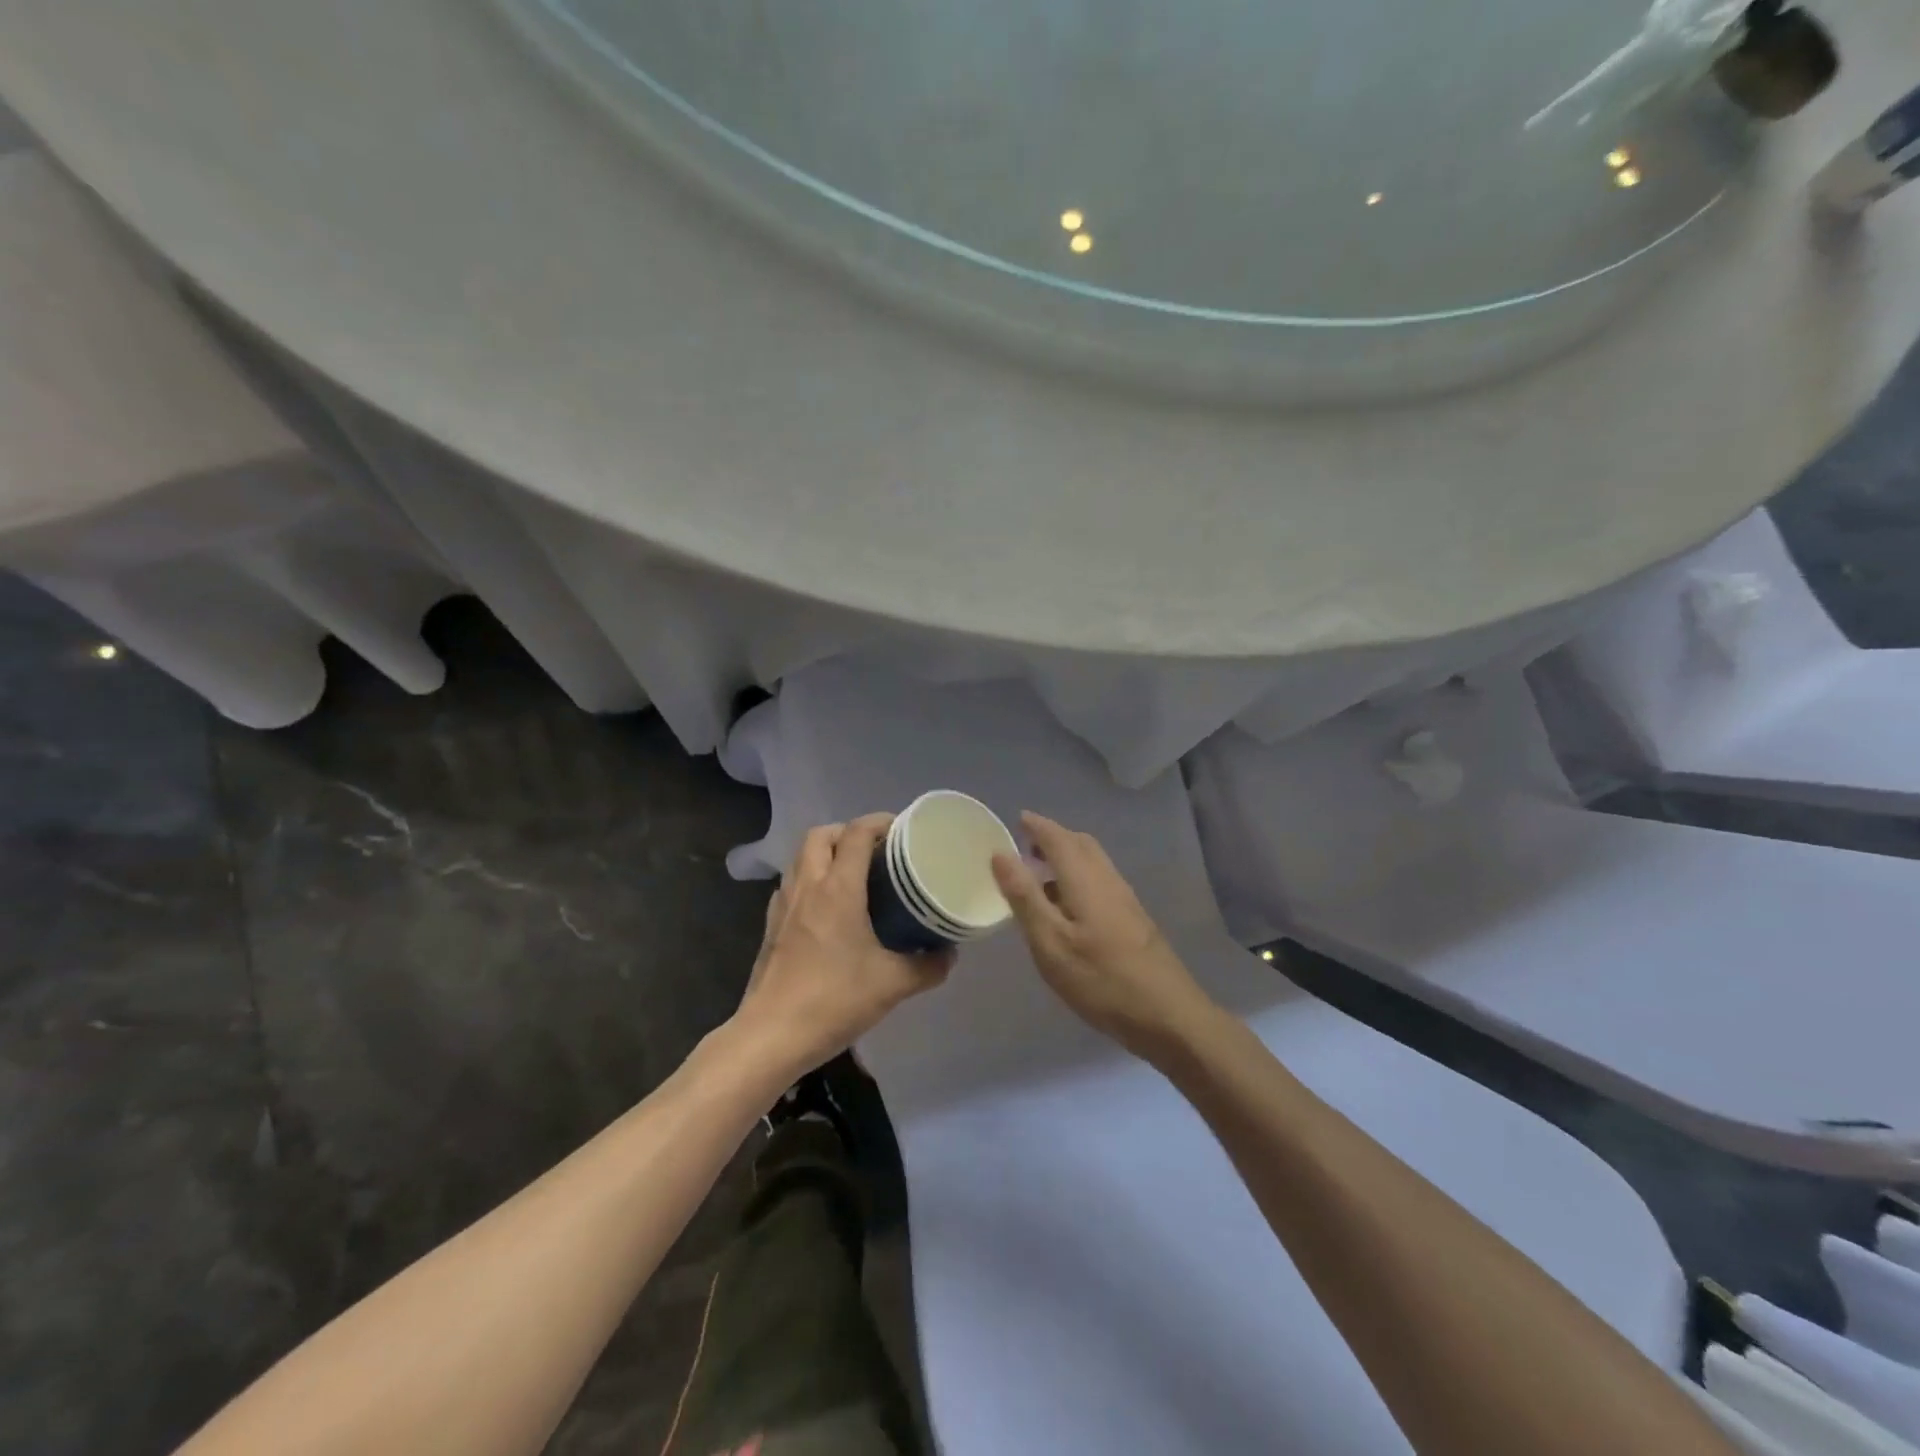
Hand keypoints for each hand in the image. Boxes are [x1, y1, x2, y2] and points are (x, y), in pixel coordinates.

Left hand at [734, 815, 953, 1078]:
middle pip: (821, 835)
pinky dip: (810, 879)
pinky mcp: (771, 926)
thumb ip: (928, 965)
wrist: (772, 1036)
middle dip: (849, 832)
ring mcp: (784, 905)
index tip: (903, 830)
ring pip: (801, 857)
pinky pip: (791, 884)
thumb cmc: (834, 1000)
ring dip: (826, 852)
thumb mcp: (893, 984)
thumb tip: (950, 954)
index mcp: (838, 888)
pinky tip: (827, 907)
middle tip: (876, 851)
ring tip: (854, 873)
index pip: (856, 833)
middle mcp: (808, 886)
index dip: (880, 822)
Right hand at [991, 813, 1215, 1060]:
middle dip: (1053, 837)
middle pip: (1081, 844)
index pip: (1058, 838)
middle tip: (1025, 846)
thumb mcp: (1051, 943)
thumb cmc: (1102, 980)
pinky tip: (1068, 905)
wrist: (1169, 1016)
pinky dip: (1078, 876)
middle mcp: (1109, 880)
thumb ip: (1025, 897)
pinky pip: (1101, 880)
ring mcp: (1126, 900)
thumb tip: (1001, 854)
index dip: (1037, 826)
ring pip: (1094, 862)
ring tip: (1040, 874)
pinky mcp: (1134, 919)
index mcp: (1086, 880)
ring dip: (1067, 856)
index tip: (1017, 819)